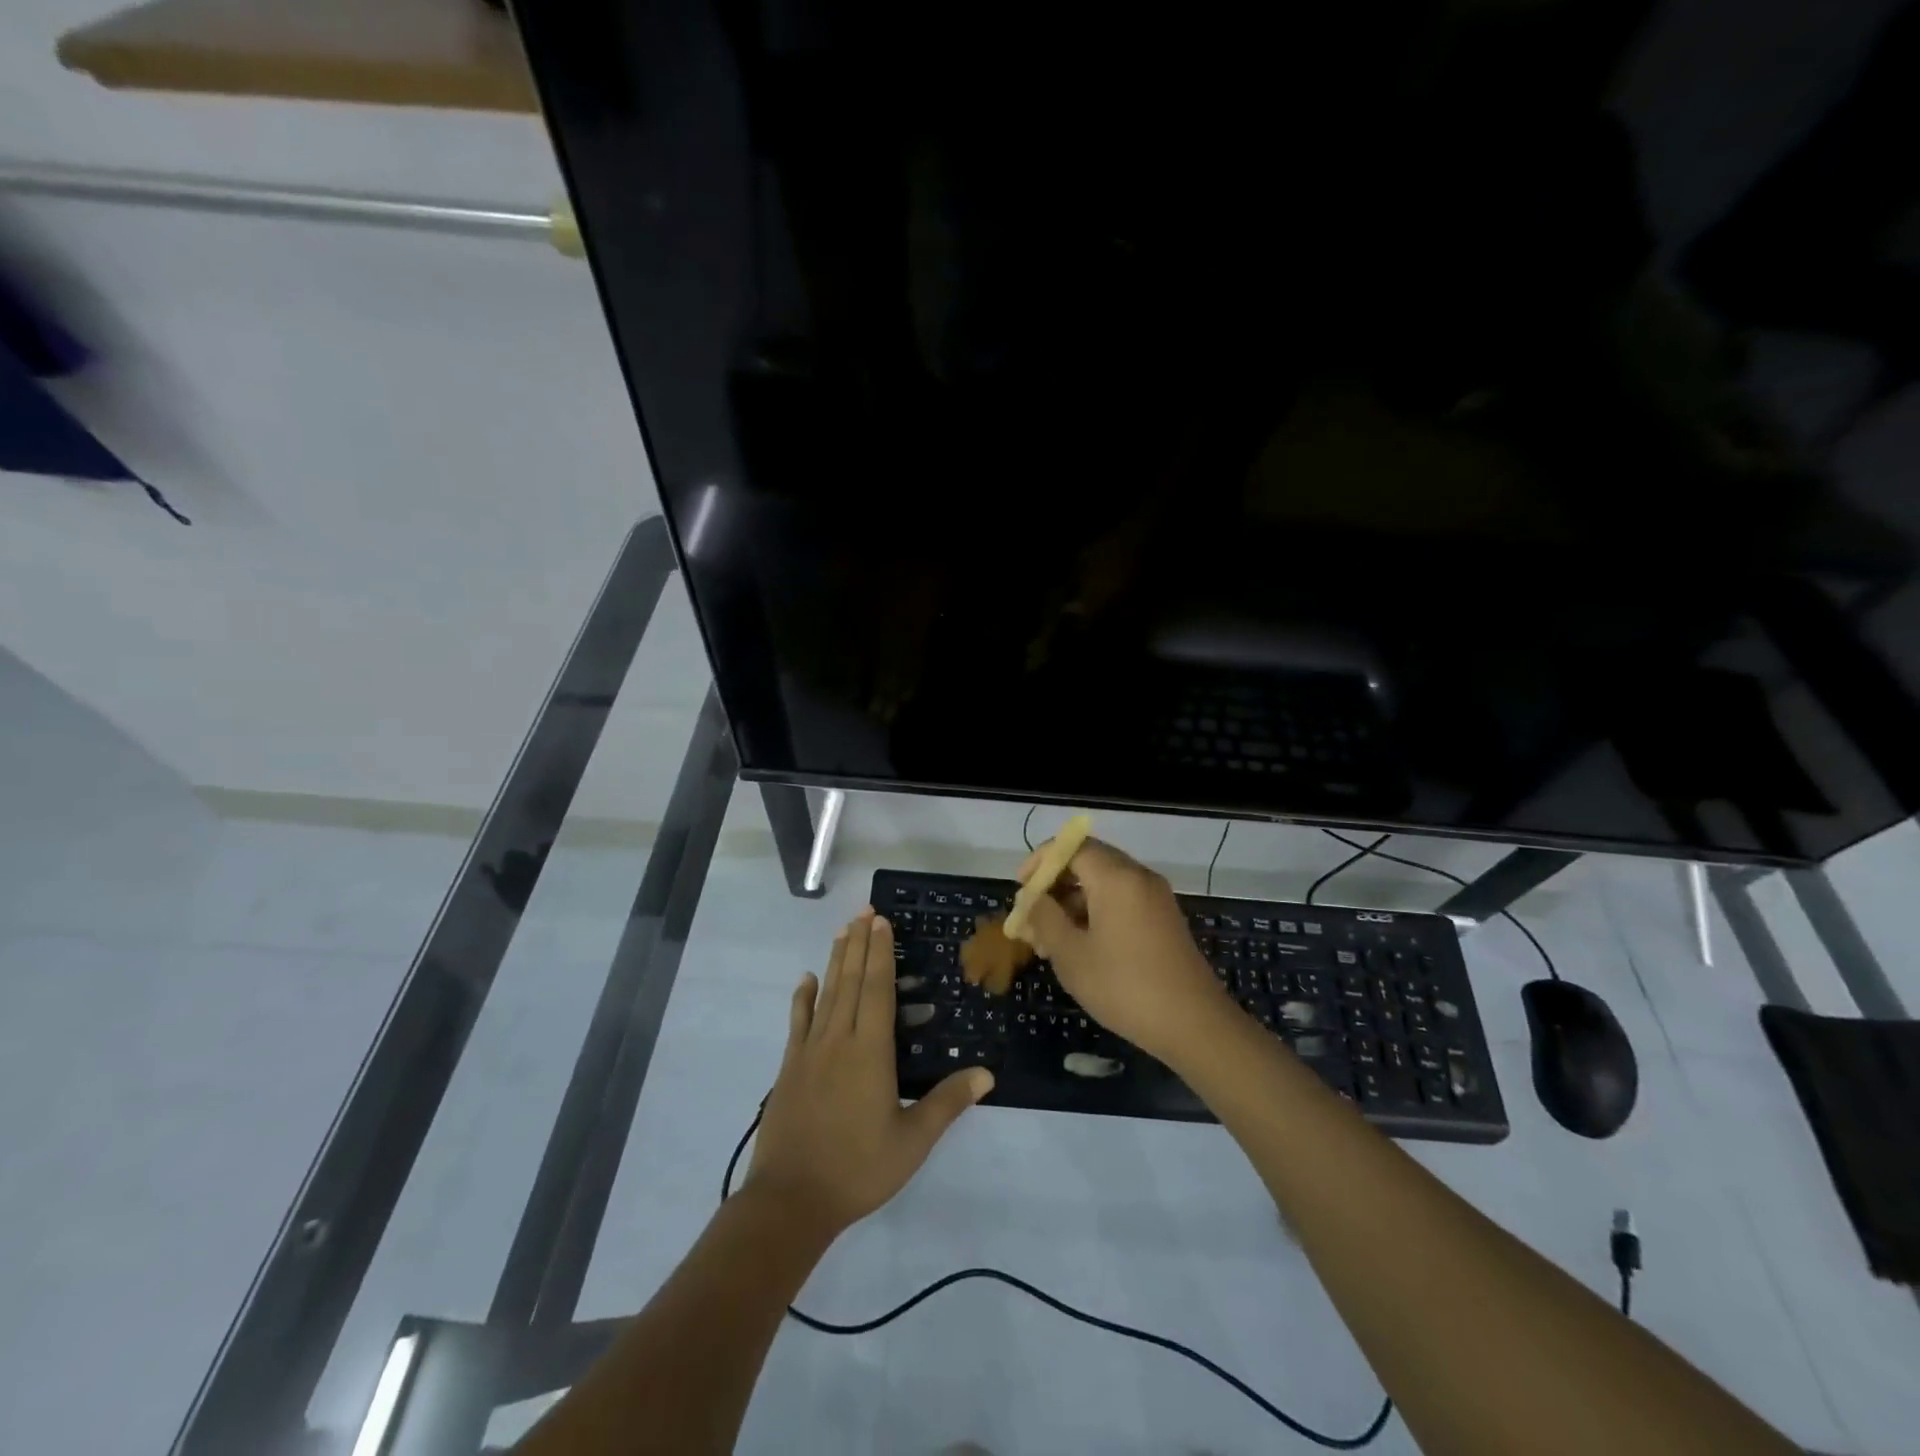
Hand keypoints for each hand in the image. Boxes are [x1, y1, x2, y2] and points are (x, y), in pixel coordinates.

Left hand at [747, 908, 991, 1238]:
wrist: (790, 1200)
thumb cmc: (857, 1170)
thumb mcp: (911, 1142)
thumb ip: (947, 1104)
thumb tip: (986, 1074)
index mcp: (871, 1052)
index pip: (878, 990)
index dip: (880, 954)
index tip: (881, 922)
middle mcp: (839, 1040)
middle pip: (851, 981)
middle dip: (859, 944)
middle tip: (864, 911)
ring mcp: (810, 1051)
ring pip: (826, 994)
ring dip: (835, 960)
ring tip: (842, 930)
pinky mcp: (790, 1067)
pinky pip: (798, 1022)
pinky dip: (803, 997)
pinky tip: (806, 979)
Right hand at [1018, 838, 1229, 1063]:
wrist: (1194, 1025)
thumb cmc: (1124, 986)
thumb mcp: (1071, 955)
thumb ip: (1044, 918)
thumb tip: (1031, 899)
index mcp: (1116, 877)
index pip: (1071, 846)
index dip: (1041, 861)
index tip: (1022, 888)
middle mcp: (1138, 877)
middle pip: (1088, 862)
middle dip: (1055, 885)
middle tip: (1032, 916)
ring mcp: (1156, 898)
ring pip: (1105, 884)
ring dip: (1073, 903)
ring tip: (1049, 941)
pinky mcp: (1164, 919)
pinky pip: (1122, 901)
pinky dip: (1096, 913)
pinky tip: (1081, 947)